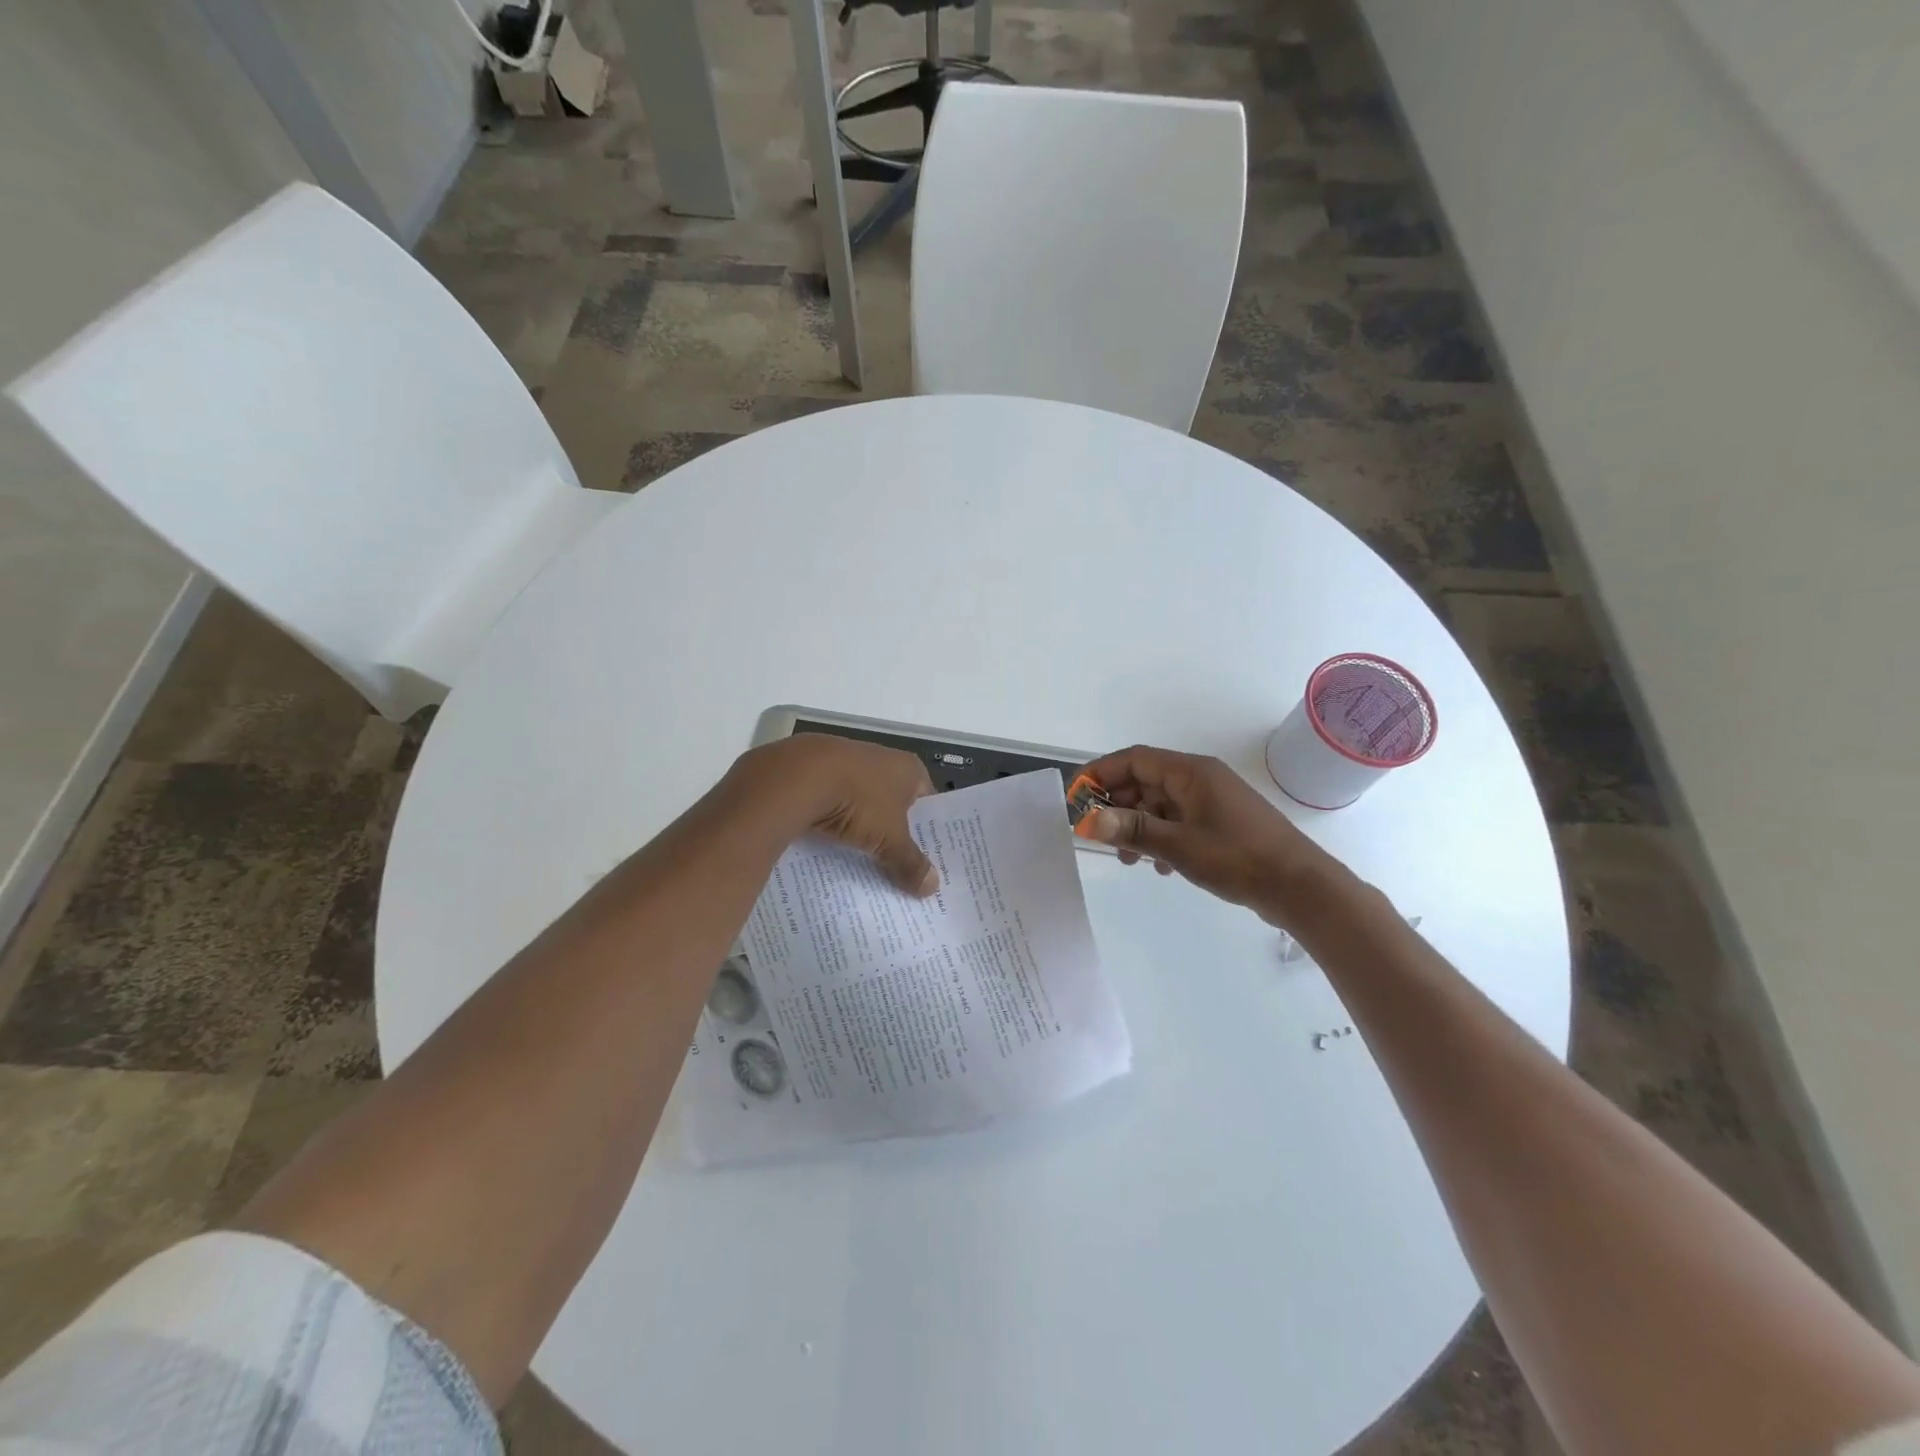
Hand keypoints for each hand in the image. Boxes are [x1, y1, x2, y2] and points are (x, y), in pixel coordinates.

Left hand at [729, 734, 939, 894]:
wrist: (798, 777)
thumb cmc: (860, 801)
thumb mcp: (891, 839)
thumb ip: (910, 862)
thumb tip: (932, 887)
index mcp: (909, 768)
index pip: (928, 801)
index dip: (928, 830)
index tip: (927, 859)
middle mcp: (881, 758)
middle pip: (893, 803)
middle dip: (893, 833)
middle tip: (897, 868)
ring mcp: (846, 761)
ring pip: (860, 803)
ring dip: (861, 828)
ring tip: (862, 861)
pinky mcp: (815, 770)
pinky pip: (832, 802)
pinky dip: (832, 821)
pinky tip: (828, 845)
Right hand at [1080, 745, 1334, 926]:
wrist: (1301, 887)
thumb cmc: (1239, 859)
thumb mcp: (1178, 846)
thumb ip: (1132, 830)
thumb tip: (1089, 820)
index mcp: (1190, 772)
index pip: (1133, 758)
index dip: (1101, 773)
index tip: (1076, 797)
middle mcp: (1200, 778)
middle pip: (1145, 780)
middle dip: (1117, 805)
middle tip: (1098, 834)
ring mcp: (1212, 800)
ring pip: (1160, 803)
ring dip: (1137, 826)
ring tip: (1127, 859)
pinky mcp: (1221, 822)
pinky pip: (1178, 820)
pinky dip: (1160, 837)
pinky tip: (1158, 866)